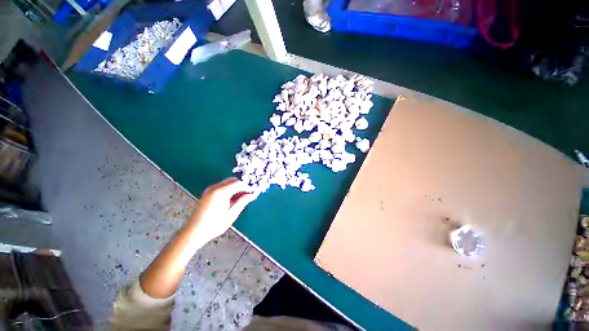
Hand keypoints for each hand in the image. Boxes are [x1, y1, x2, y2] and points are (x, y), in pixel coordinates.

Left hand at [189, 177, 255, 243]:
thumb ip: (243, 201)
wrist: (194, 232)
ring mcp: (210, 189)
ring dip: (236, 187)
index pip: (239, 183)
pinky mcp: (208, 193)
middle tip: (249, 194)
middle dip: (242, 186)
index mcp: (221, 192)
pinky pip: (222, 186)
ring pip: (228, 182)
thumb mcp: (232, 214)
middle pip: (233, 180)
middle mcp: (215, 187)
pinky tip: (232, 199)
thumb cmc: (214, 225)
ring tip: (241, 198)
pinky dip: (230, 190)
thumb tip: (252, 194)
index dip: (248, 187)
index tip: (254, 192)